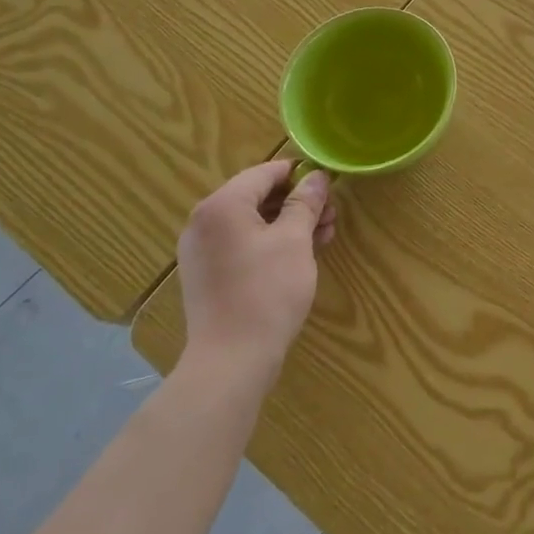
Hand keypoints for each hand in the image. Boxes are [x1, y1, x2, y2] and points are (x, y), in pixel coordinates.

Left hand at [177, 160, 336, 372]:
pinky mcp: (207, 275)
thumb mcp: (294, 240)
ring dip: (288, 224)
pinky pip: (242, 245)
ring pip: (252, 223)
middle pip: (257, 197)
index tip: (328, 183)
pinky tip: (300, 256)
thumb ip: (305, 203)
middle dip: (297, 203)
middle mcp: (204, 222)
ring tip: (324, 236)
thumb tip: (317, 177)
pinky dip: (270, 244)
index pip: (264, 173)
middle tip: (331, 215)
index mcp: (221, 205)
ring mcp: (202, 251)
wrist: (231, 360)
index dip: (299, 174)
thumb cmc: (267, 291)